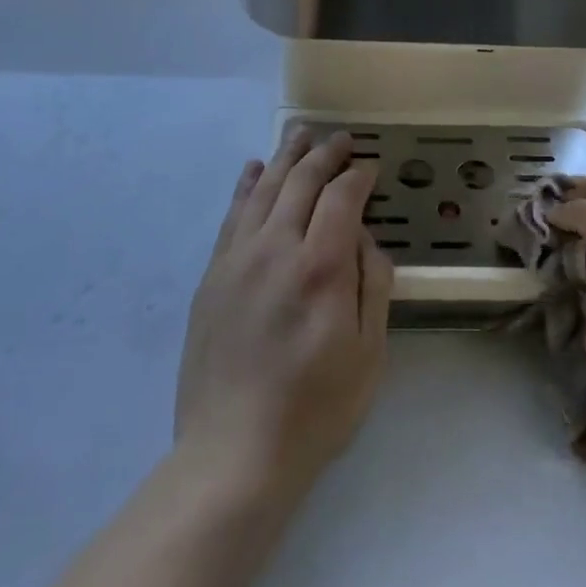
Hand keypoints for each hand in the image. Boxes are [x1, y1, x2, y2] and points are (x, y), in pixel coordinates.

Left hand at [175, 130, 391, 505]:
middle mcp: (275, 250)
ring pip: (263, 191)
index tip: (371, 167)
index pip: (342, 198)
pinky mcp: (212, 278)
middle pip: (301, 183)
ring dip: (285, 158)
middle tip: (341, 139)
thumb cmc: (315, 408)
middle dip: (324, 155)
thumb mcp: (369, 352)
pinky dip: (245, 187)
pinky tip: (253, 170)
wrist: (234, 452)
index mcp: (320, 267)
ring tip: (300, 134)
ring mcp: (237, 261)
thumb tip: (363, 238)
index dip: (359, 176)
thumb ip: (373, 283)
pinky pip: (231, 217)